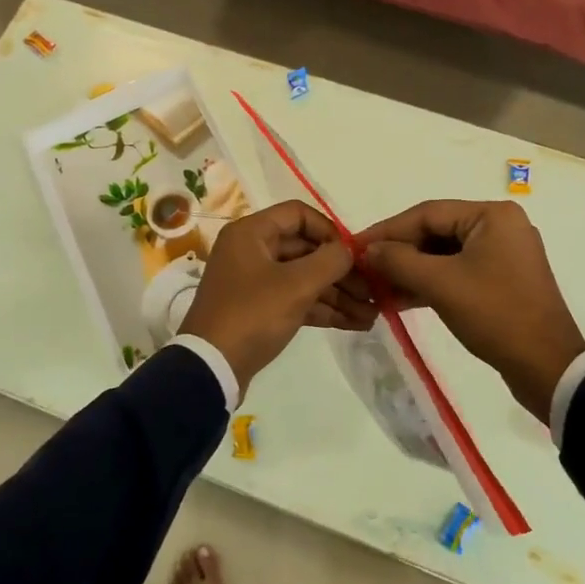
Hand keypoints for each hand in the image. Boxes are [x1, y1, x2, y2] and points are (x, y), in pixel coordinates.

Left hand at [179, 200, 375, 393]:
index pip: (299, 215)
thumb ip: (330, 261)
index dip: (330, 231)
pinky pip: (297, 300)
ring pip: (304, 278)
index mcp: (252, 233)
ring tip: (373, 312)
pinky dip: (323, 309)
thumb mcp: (296, 285)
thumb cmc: (252, 314)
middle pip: (306, 249)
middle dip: (341, 271)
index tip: (354, 254)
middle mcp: (252, 251)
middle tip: (374, 290)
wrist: (210, 369)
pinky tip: (356, 322)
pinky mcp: (260, 310)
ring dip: (338, 294)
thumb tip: (350, 250)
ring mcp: (255, 282)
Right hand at [358, 199, 584, 422]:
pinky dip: (431, 283)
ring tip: (377, 287)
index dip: (387, 230)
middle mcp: (500, 226)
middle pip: (436, 232)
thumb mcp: (441, 285)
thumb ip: (399, 261)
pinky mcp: (502, 280)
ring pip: (445, 254)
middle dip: (399, 252)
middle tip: (364, 269)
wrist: (547, 367)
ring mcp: (504, 254)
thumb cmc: (495, 315)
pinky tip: (401, 298)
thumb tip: (368, 250)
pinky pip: (458, 271)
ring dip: (411, 270)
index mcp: (492, 216)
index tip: (355, 245)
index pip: (427, 213)